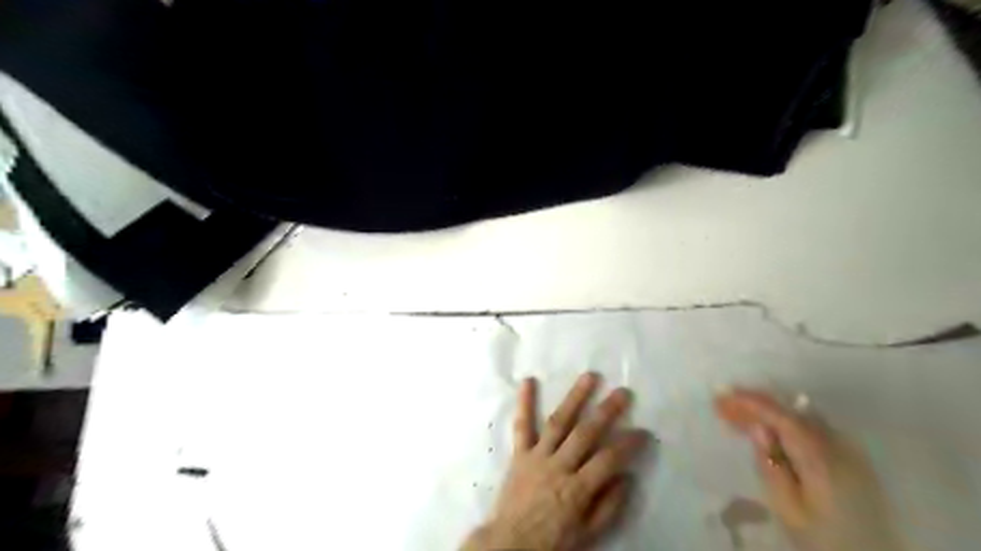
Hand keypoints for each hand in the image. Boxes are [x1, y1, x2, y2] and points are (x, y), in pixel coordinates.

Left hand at [463, 372, 649, 548]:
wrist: (510, 545)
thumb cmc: (552, 541)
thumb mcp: (588, 534)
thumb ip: (608, 506)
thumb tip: (626, 476)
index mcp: (577, 489)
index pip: (609, 459)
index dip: (628, 444)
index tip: (644, 431)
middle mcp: (558, 466)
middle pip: (585, 433)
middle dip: (606, 411)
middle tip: (623, 392)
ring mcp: (537, 456)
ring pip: (558, 422)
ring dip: (574, 398)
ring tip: (589, 377)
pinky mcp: (519, 453)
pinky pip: (522, 426)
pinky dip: (524, 403)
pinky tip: (528, 381)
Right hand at [713, 390, 904, 550]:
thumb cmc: (823, 537)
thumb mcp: (788, 508)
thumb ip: (771, 465)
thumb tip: (758, 427)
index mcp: (819, 454)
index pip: (780, 414)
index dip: (748, 401)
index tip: (720, 395)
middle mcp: (836, 443)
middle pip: (789, 410)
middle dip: (754, 403)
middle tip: (721, 404)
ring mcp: (847, 449)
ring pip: (798, 416)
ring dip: (767, 412)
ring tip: (737, 415)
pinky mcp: (848, 458)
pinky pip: (809, 427)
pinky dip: (783, 423)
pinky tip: (766, 429)